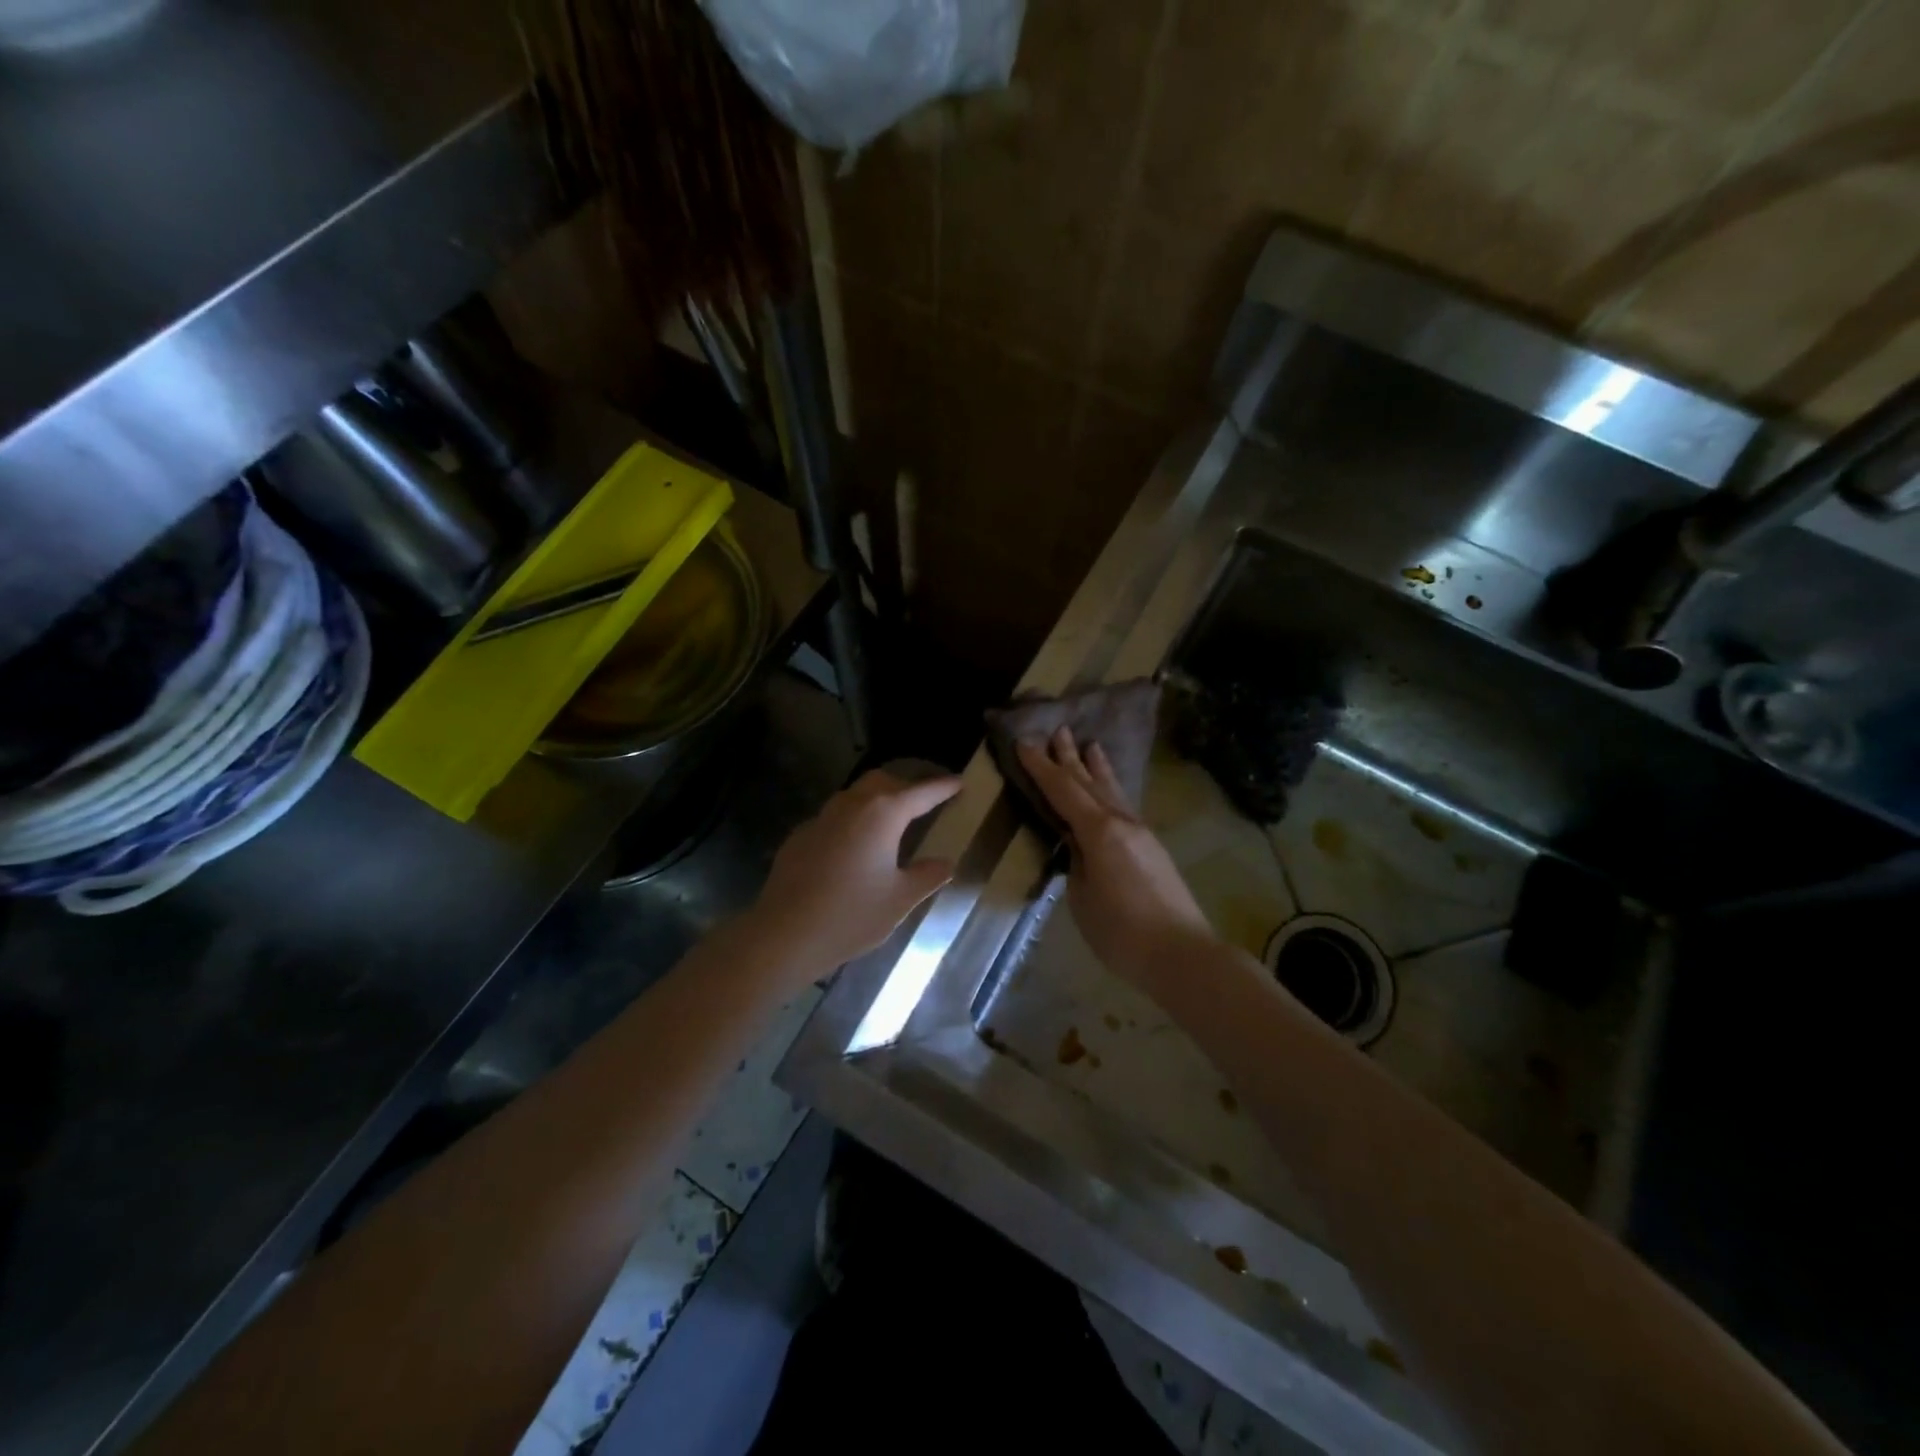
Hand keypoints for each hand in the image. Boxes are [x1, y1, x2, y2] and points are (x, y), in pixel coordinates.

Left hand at [745, 768, 962, 983]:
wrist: (785, 934)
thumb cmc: (851, 916)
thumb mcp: (900, 900)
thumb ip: (928, 876)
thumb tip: (946, 862)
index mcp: (883, 814)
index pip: (921, 792)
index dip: (942, 787)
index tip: (959, 783)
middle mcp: (852, 805)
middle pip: (884, 782)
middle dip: (907, 786)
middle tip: (925, 801)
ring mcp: (822, 818)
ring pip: (855, 795)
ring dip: (876, 800)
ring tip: (891, 821)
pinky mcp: (800, 835)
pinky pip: (834, 818)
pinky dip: (852, 821)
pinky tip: (854, 847)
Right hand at [1015, 727, 1216, 992]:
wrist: (1182, 953)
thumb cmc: (1121, 931)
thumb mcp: (1082, 897)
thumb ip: (1076, 863)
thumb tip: (1077, 846)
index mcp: (1099, 831)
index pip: (1063, 791)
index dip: (1042, 767)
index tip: (1025, 742)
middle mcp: (1121, 822)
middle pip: (1089, 783)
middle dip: (1070, 757)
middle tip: (1058, 730)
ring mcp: (1141, 833)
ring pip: (1113, 791)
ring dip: (1098, 768)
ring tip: (1091, 745)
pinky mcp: (1152, 848)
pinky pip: (1124, 806)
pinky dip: (1112, 789)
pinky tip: (1111, 791)